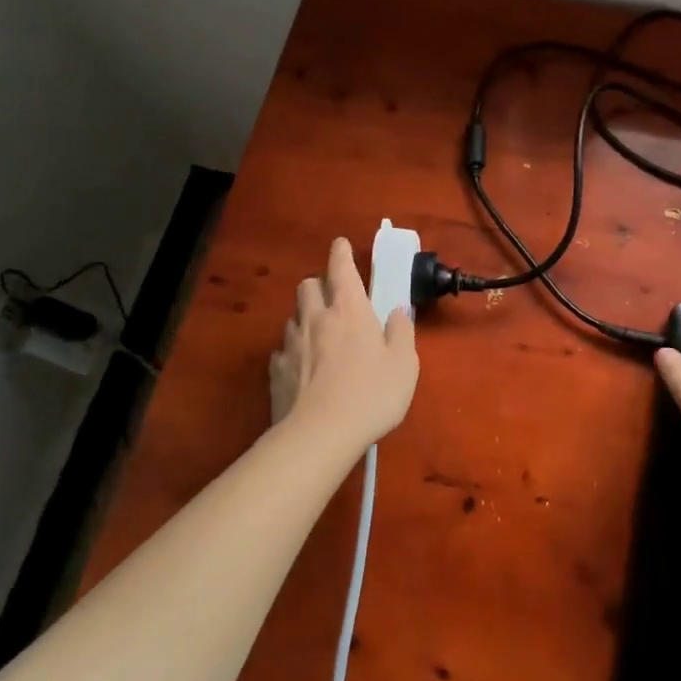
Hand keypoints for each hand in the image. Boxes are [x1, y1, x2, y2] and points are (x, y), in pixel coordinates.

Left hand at [269, 237, 417, 451]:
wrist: (319, 435)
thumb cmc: (371, 395)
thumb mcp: (404, 365)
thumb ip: (401, 333)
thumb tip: (397, 312)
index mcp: (349, 309)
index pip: (340, 267)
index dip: (341, 252)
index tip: (341, 245)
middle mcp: (316, 318)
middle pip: (308, 285)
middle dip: (319, 284)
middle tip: (334, 299)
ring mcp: (292, 343)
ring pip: (293, 315)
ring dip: (306, 317)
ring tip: (319, 335)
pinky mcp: (276, 371)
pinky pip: (283, 349)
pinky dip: (293, 350)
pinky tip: (303, 367)